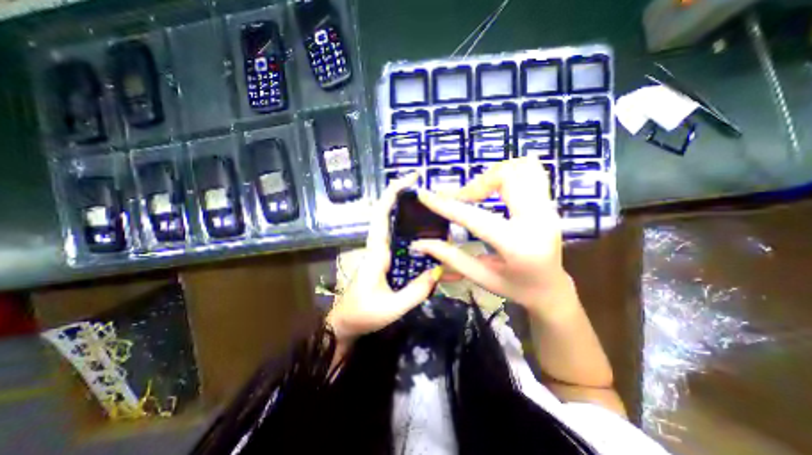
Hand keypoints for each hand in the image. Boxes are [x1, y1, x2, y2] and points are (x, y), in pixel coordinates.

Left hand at [326, 173, 443, 341]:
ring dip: (408, 210)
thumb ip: (416, 291)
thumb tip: (439, 270)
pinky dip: (410, 228)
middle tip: (426, 188)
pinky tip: (425, 231)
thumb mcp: (392, 308)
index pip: (382, 215)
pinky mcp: (384, 259)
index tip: (411, 179)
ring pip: (393, 224)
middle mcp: (378, 246)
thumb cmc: (364, 314)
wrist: (346, 322)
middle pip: (387, 213)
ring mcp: (380, 251)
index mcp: (377, 252)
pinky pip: (398, 238)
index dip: (394, 193)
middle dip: (403, 195)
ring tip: (430, 206)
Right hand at [413, 159, 569, 314]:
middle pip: (505, 177)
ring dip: (491, 175)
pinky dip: (509, 171)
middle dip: (474, 184)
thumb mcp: (480, 276)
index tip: (425, 195)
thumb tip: (419, 243)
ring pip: (520, 167)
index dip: (446, 205)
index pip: (475, 218)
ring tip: (477, 193)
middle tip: (460, 198)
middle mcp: (538, 220)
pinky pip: (531, 171)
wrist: (552, 288)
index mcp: (518, 246)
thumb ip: (450, 257)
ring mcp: (548, 208)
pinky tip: (496, 186)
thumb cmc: (516, 288)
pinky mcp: (549, 202)